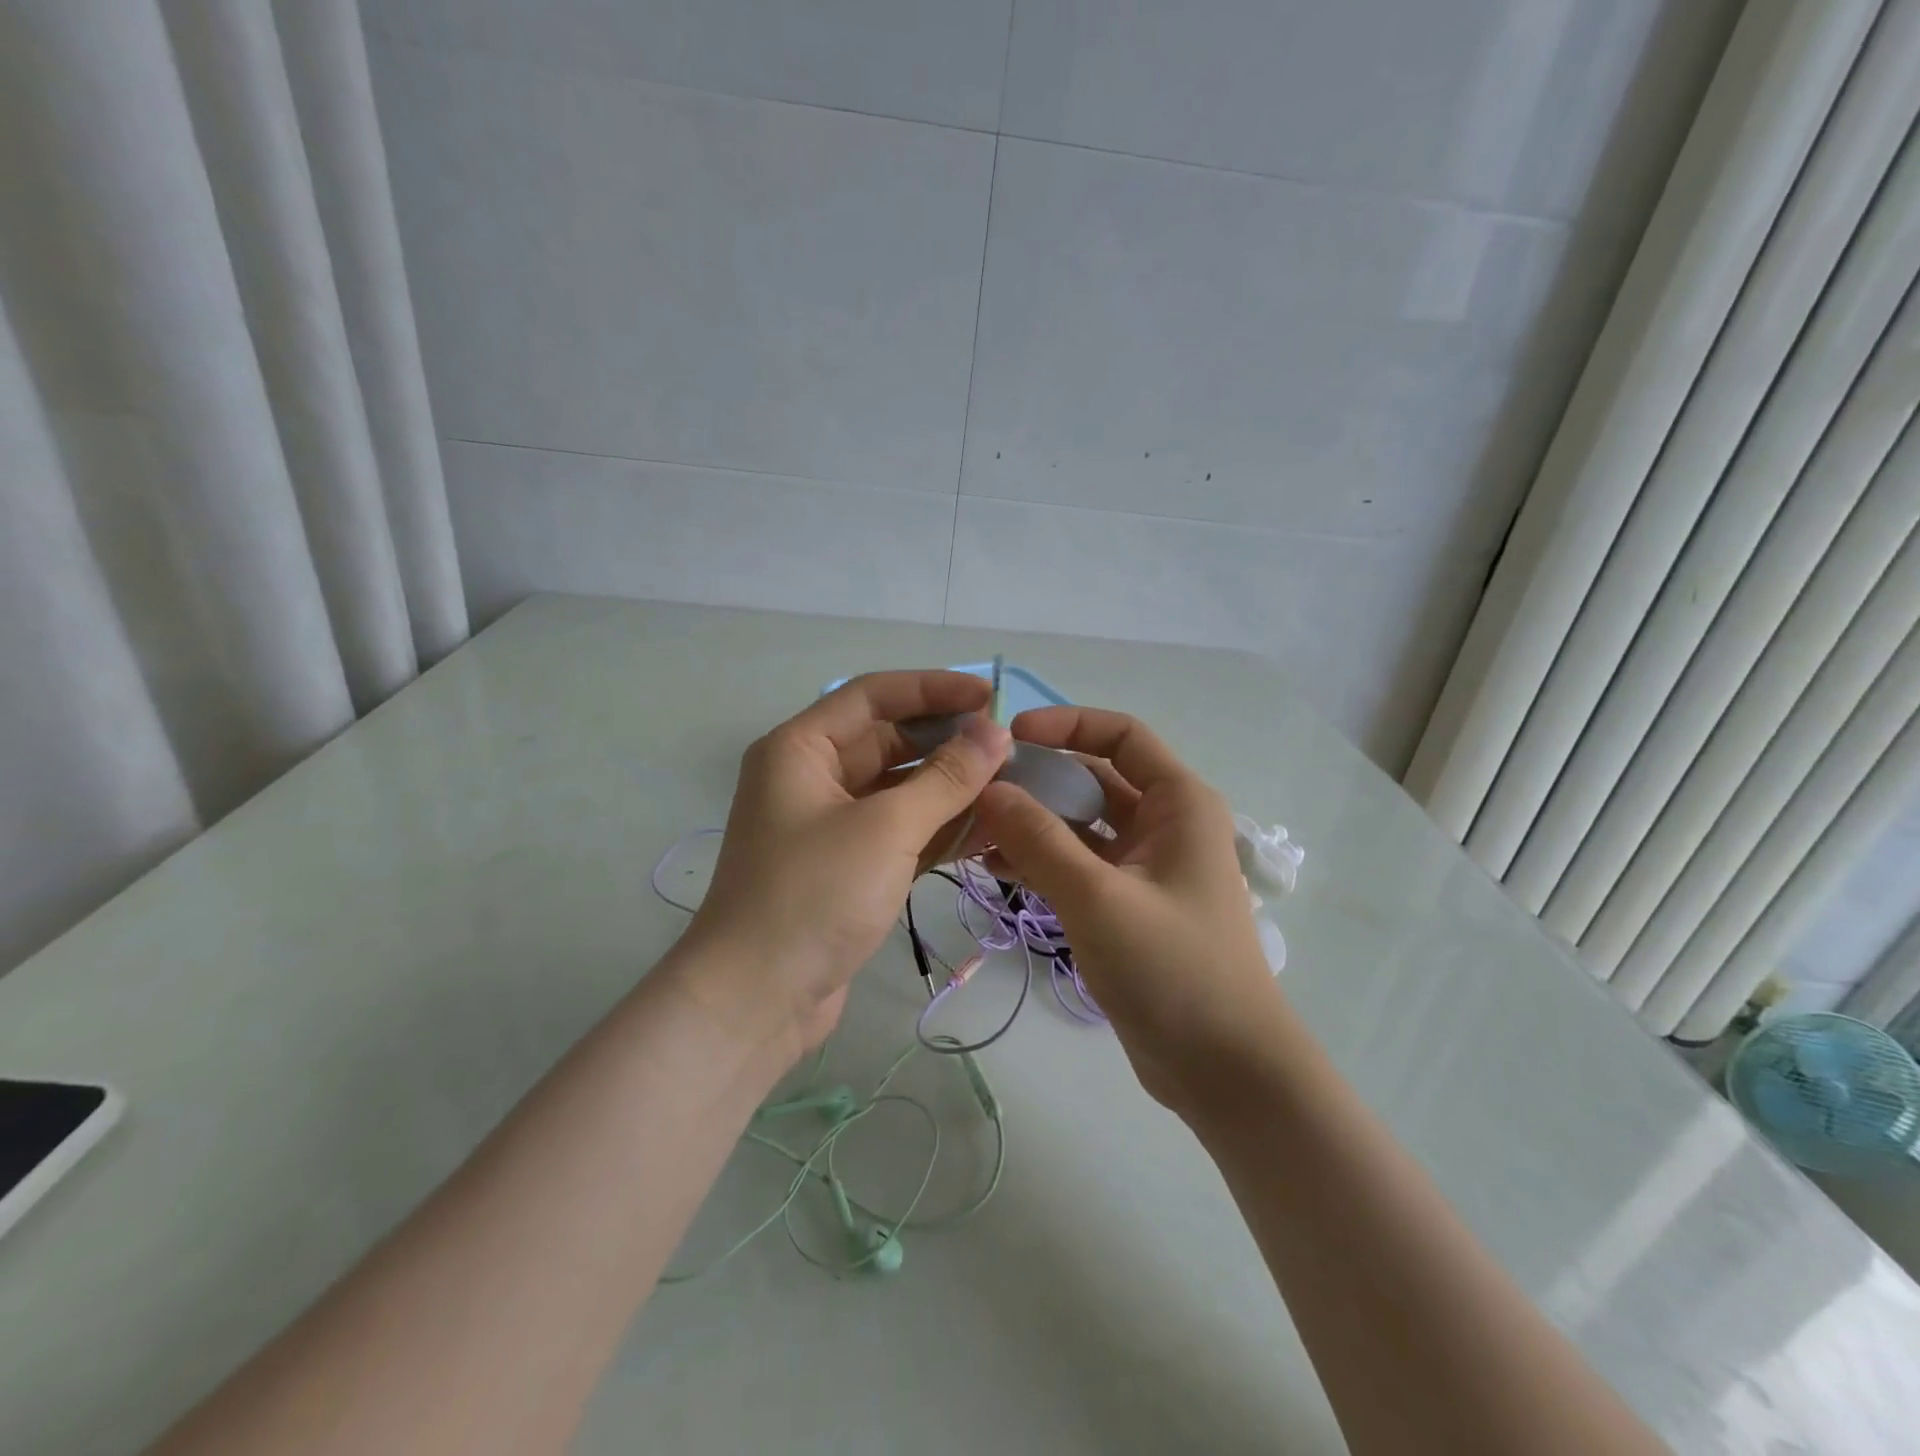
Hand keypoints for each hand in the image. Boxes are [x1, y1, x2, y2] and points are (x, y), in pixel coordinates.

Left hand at [682, 671, 1010, 1053]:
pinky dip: (938, 828)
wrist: (756, 1001)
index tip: (989, 697)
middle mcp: (811, 778)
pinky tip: (986, 829)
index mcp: (801, 749)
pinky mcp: (847, 867)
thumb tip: (994, 732)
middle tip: (1008, 748)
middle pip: (887, 741)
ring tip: (1010, 786)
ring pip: (898, 788)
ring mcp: (829, 825)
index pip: (873, 696)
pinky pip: (899, 830)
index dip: (933, 689)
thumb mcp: (886, 828)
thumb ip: (945, 777)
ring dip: (949, 787)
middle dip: (947, 742)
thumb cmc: (813, 896)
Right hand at [972, 706, 1283, 1113]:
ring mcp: (1145, 866)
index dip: (1066, 724)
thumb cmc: (1174, 970)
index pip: (1121, 736)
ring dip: (1033, 823)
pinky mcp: (1128, 904)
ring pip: (1081, 825)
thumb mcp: (1099, 898)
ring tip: (975, 830)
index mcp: (1179, 803)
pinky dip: (1042, 860)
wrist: (1225, 1071)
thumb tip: (989, 789)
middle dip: (1038, 780)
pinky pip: (1079, 865)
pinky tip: (995, 867)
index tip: (1008, 737)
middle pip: (1094, 778)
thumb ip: (1040, 840)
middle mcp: (1165, 824)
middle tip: (977, 790)